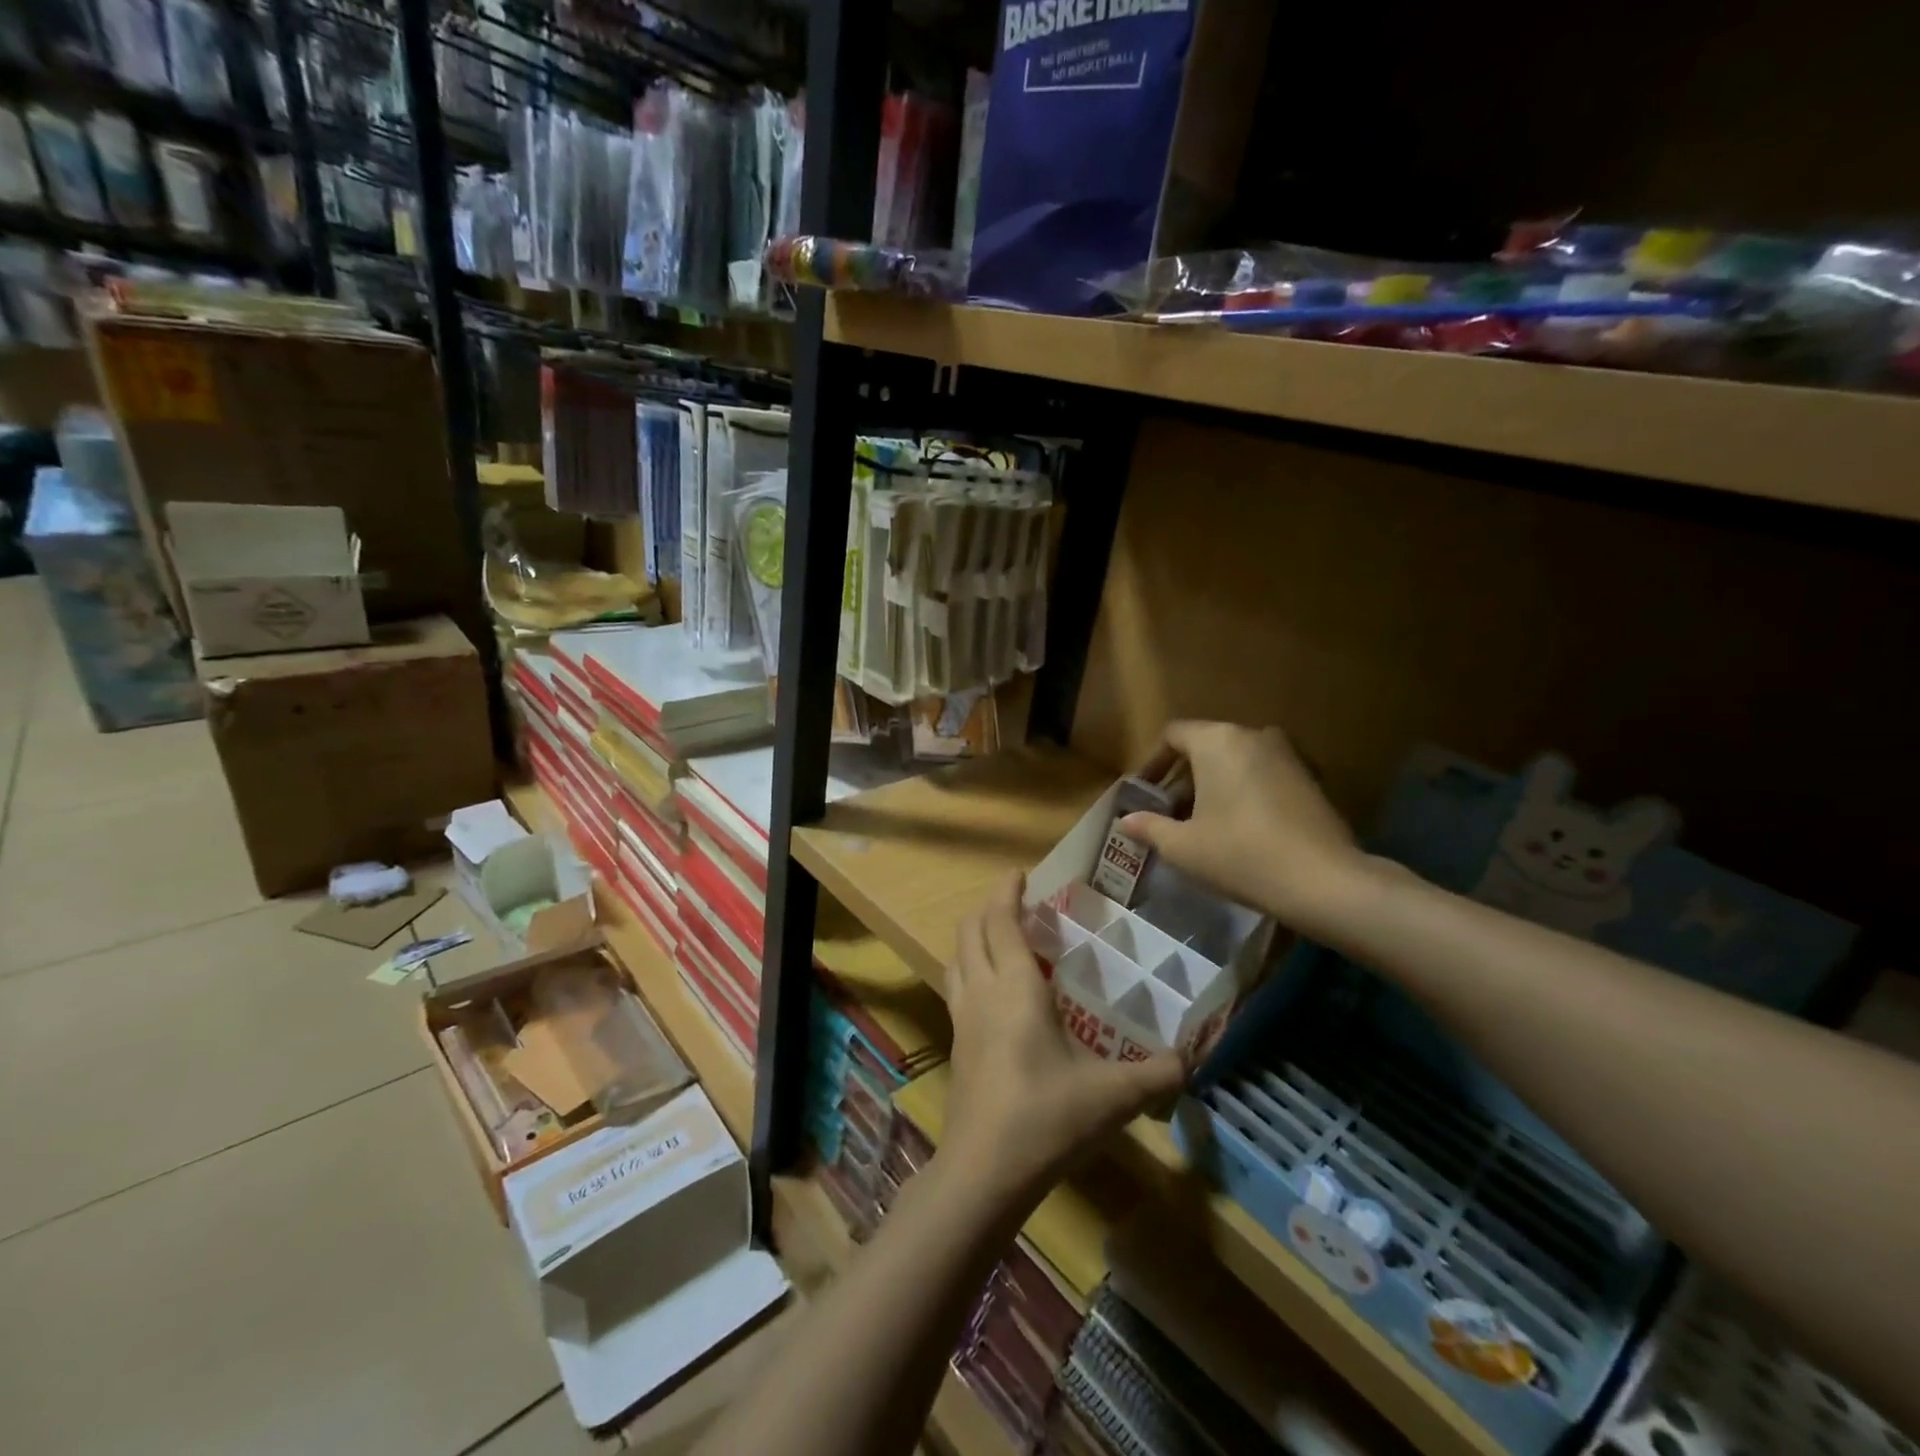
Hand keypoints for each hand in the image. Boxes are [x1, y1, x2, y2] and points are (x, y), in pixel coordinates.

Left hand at [941, 874, 1185, 1206]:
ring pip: (957, 957)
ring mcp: (961, 1018)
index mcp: (1014, 987)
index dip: (1006, 891)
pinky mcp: (955, 1043)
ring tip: (1003, 938)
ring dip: (974, 937)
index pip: (1000, 920)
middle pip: (970, 931)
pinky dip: (971, 968)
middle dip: (988, 907)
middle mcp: (981, 991)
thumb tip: (1192, 1060)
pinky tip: (995, 992)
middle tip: (1017, 903)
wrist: (984, 1170)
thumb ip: (1157, 1074)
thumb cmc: (1047, 1117)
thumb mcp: (1113, 1095)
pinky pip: (957, 987)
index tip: (1019, 873)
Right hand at [1120, 721, 1370, 938]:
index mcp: (1217, 741)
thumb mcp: (1183, 847)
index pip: (1173, 735)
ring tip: (1201, 824)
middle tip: (1169, 813)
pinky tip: (1239, 829)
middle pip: (1205, 746)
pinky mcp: (1310, 778)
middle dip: (1182, 778)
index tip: (1143, 793)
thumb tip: (1126, 821)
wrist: (1324, 881)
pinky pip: (1262, 775)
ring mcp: (1287, 755)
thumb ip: (1149, 827)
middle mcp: (1253, 735)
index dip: (1152, 763)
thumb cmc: (1240, 855)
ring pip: (1235, 761)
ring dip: (1213, 785)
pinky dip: (1243, 792)